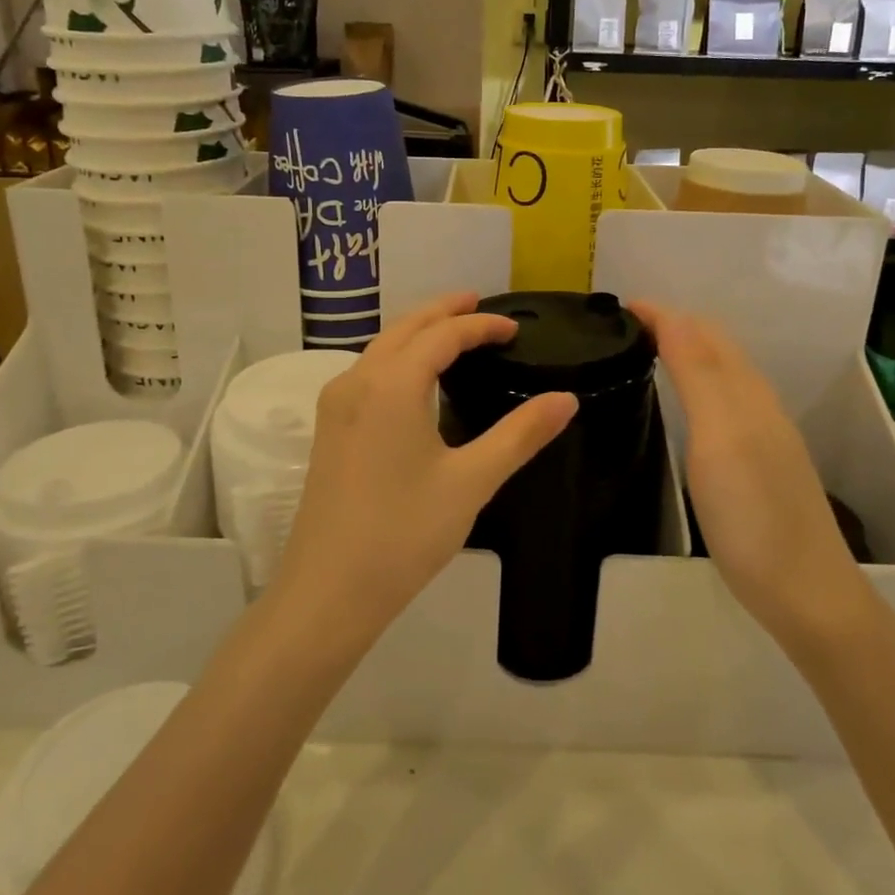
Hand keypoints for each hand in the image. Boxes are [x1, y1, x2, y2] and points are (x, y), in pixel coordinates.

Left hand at [270, 293, 577, 648]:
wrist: (328, 591)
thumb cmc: (404, 534)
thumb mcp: (471, 482)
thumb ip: (520, 435)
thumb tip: (566, 400)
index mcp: (391, 385)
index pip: (442, 335)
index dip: (480, 326)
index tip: (514, 328)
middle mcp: (356, 381)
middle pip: (404, 328)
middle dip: (443, 311)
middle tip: (479, 303)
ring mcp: (335, 405)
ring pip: (380, 348)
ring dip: (417, 332)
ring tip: (452, 331)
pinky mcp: (328, 429)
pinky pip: (367, 372)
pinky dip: (398, 357)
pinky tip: (415, 378)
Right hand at [631, 301, 865, 637]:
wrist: (804, 591)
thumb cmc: (752, 513)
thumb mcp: (720, 437)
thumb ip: (698, 374)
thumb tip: (672, 315)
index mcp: (745, 391)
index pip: (700, 332)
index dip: (661, 314)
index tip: (616, 308)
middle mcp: (757, 404)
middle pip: (715, 346)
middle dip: (673, 325)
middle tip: (624, 328)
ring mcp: (761, 435)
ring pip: (721, 373)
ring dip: (685, 351)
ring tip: (644, 354)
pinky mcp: (758, 463)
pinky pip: (723, 402)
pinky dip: (695, 384)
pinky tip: (682, 405)